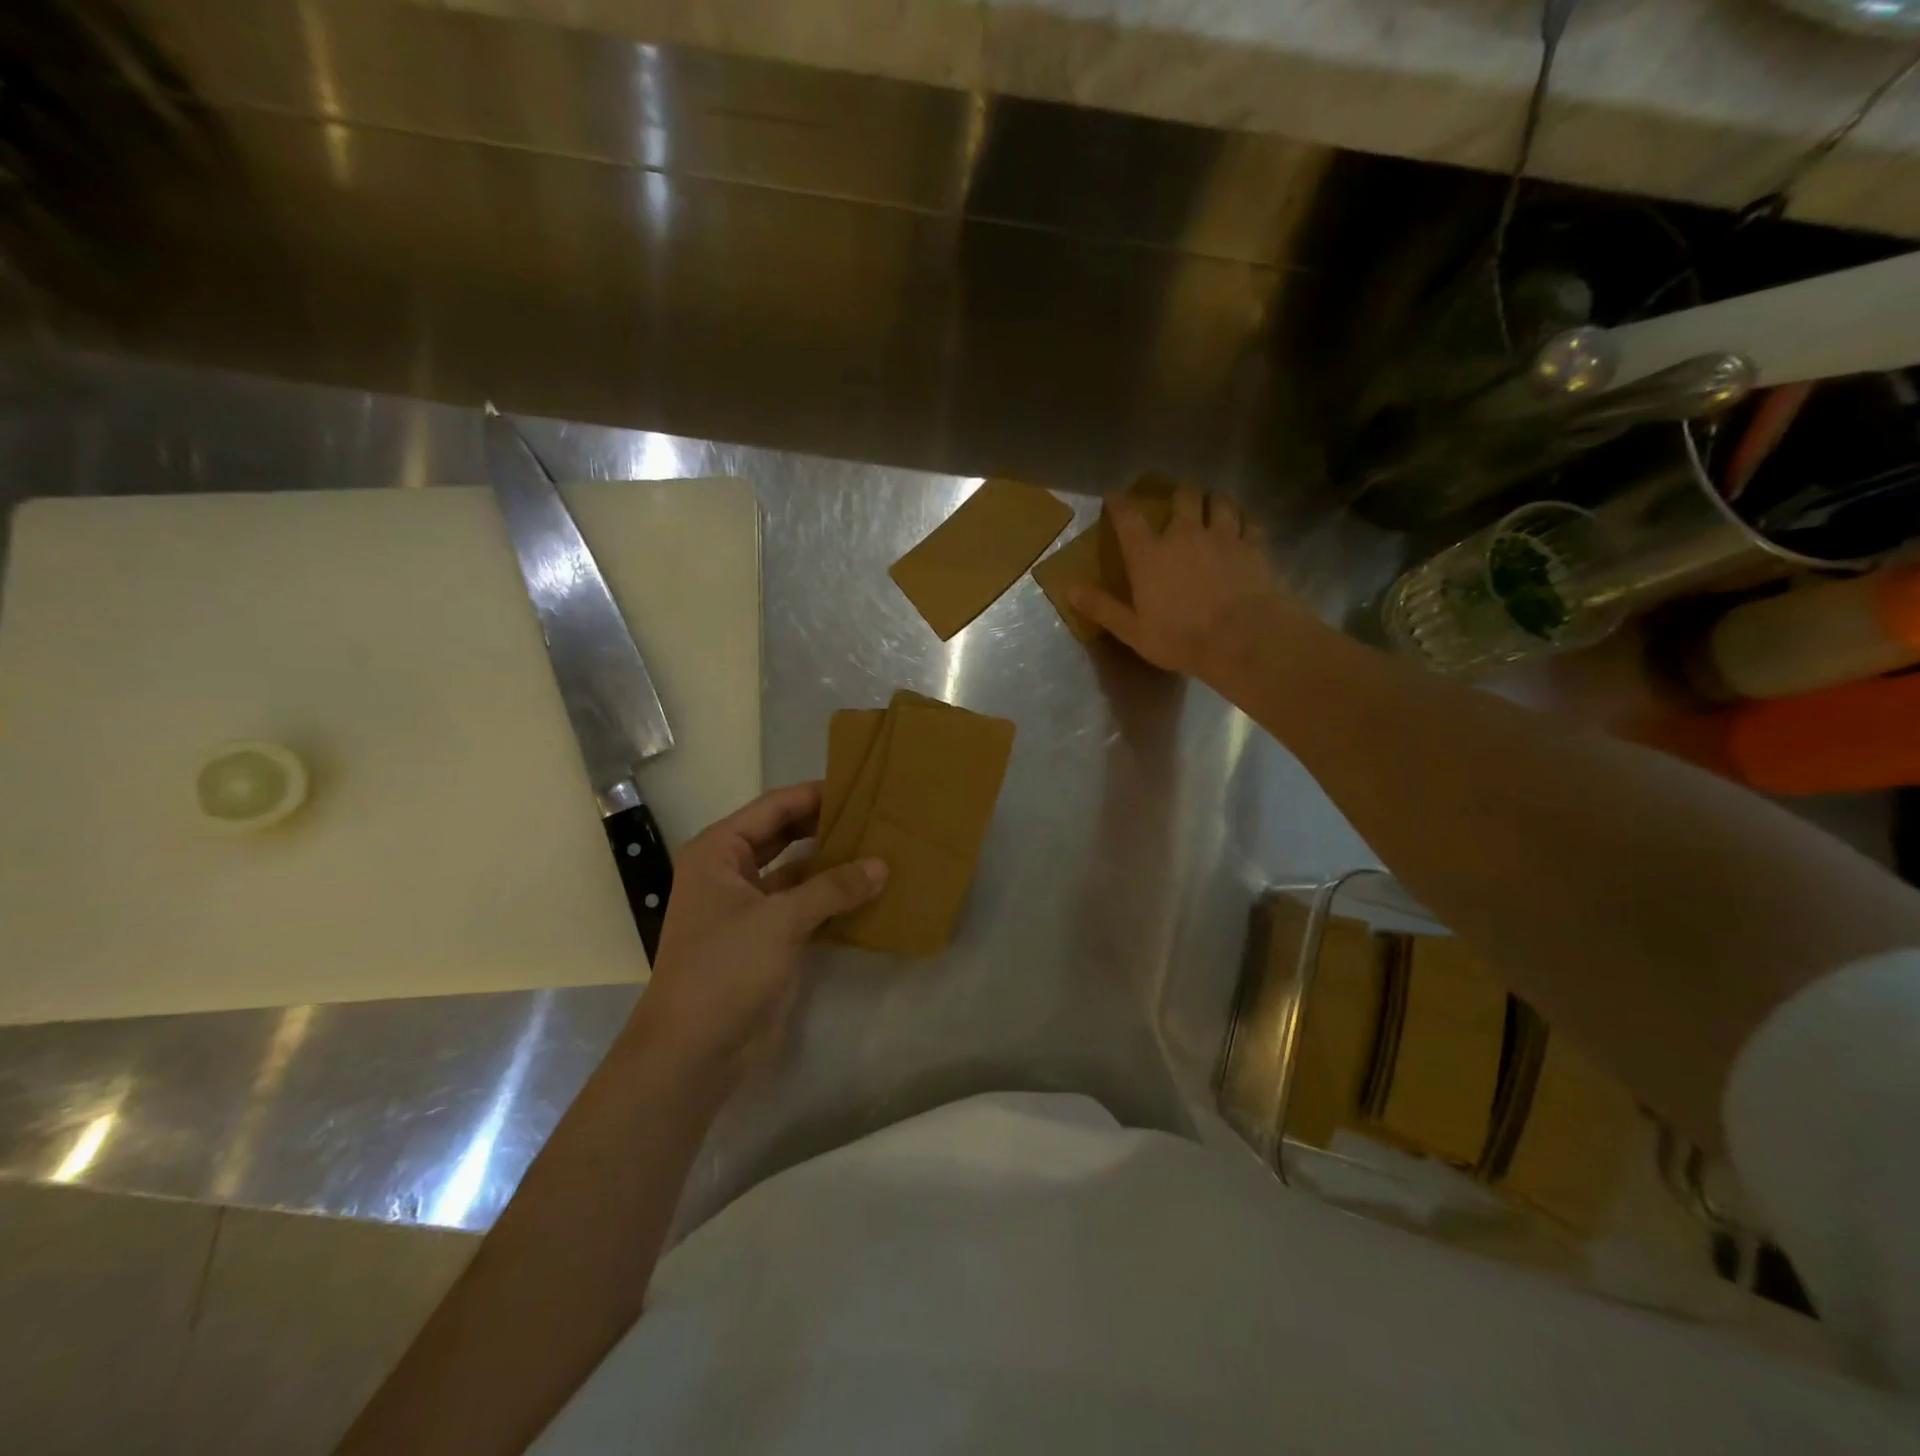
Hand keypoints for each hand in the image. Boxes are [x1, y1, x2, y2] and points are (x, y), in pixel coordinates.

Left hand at [622, 783, 885, 1094]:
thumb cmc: (725, 969)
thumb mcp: (781, 919)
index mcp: (719, 852)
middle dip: (826, 827)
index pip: (774, 808)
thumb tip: (881, 865)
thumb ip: (833, 888)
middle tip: (876, 816)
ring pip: (798, 873)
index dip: (814, 795)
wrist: (694, 1051)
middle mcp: (731, 872)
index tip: (859, 786)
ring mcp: (749, 908)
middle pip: (785, 836)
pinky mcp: (767, 940)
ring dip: (833, 865)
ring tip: (881, 850)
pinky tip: (869, 894)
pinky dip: (833, 900)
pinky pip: (805, 907)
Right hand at [1069, 487, 1296, 683]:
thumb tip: (1067, 588)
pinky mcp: (1254, 545)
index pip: (1128, 516)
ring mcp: (1222, 536)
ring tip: (1213, 505)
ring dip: (1213, 499)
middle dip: (1178, 493)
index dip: (1119, 502)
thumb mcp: (1131, 630)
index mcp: (1149, 554)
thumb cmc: (1179, 638)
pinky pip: (1250, 520)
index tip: (1114, 496)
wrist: (1240, 638)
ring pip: (1220, 500)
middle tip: (1178, 499)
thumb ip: (1101, 607)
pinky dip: (1244, 519)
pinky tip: (1244, 525)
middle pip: (1182, 496)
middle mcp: (1184, 534)